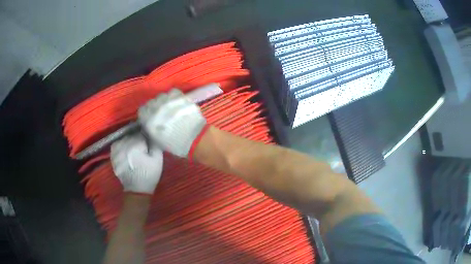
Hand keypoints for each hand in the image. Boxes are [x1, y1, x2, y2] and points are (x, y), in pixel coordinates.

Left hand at [111, 134, 162, 193]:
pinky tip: (126, 150)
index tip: (149, 143)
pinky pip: (117, 144)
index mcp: (135, 145)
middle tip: (143, 146)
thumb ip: (155, 144)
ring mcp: (116, 149)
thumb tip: (152, 134)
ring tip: (134, 148)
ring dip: (129, 141)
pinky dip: (121, 144)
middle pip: (132, 135)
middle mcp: (124, 145)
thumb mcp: (158, 160)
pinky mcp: (113, 154)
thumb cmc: (149, 174)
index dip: (147, 137)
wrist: (136, 189)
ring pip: (124, 138)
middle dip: (138, 139)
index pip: (142, 133)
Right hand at [138, 89, 207, 157]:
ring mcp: (168, 101)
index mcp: (148, 120)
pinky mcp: (180, 97)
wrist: (195, 139)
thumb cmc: (175, 144)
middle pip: (151, 102)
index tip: (151, 117)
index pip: (142, 110)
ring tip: (170, 107)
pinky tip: (177, 102)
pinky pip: (173, 92)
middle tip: (162, 113)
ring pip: (162, 96)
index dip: (146, 113)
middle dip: (155, 107)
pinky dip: (174, 96)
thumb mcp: (157, 141)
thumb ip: (150, 130)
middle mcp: (156, 108)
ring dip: (164, 101)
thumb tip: (149, 124)